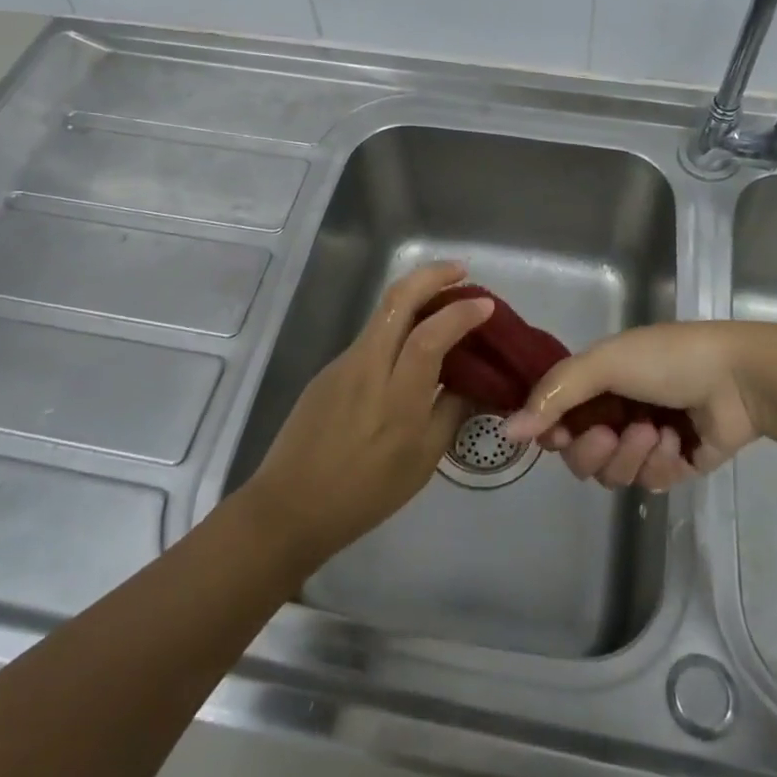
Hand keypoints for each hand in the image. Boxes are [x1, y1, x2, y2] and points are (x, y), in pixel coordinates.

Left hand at [242, 262, 491, 566]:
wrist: (290, 507)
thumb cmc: (365, 494)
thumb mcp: (422, 462)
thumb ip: (451, 412)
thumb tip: (473, 380)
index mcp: (397, 400)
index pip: (430, 337)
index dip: (460, 314)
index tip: (486, 304)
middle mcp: (368, 368)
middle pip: (397, 300)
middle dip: (431, 275)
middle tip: (461, 270)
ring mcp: (344, 364)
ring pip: (382, 311)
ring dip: (416, 293)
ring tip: (444, 299)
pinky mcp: (329, 369)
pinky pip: (371, 334)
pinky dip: (398, 322)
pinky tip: (412, 339)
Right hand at [503, 322, 767, 491]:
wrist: (739, 378)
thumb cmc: (668, 359)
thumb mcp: (605, 362)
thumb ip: (556, 394)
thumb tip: (508, 431)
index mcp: (597, 382)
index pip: (555, 419)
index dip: (552, 432)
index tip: (556, 434)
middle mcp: (615, 411)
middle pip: (579, 455)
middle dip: (593, 449)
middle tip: (613, 432)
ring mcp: (644, 441)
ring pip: (611, 474)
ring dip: (630, 455)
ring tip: (655, 432)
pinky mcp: (673, 466)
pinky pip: (649, 483)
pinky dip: (659, 463)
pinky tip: (676, 441)